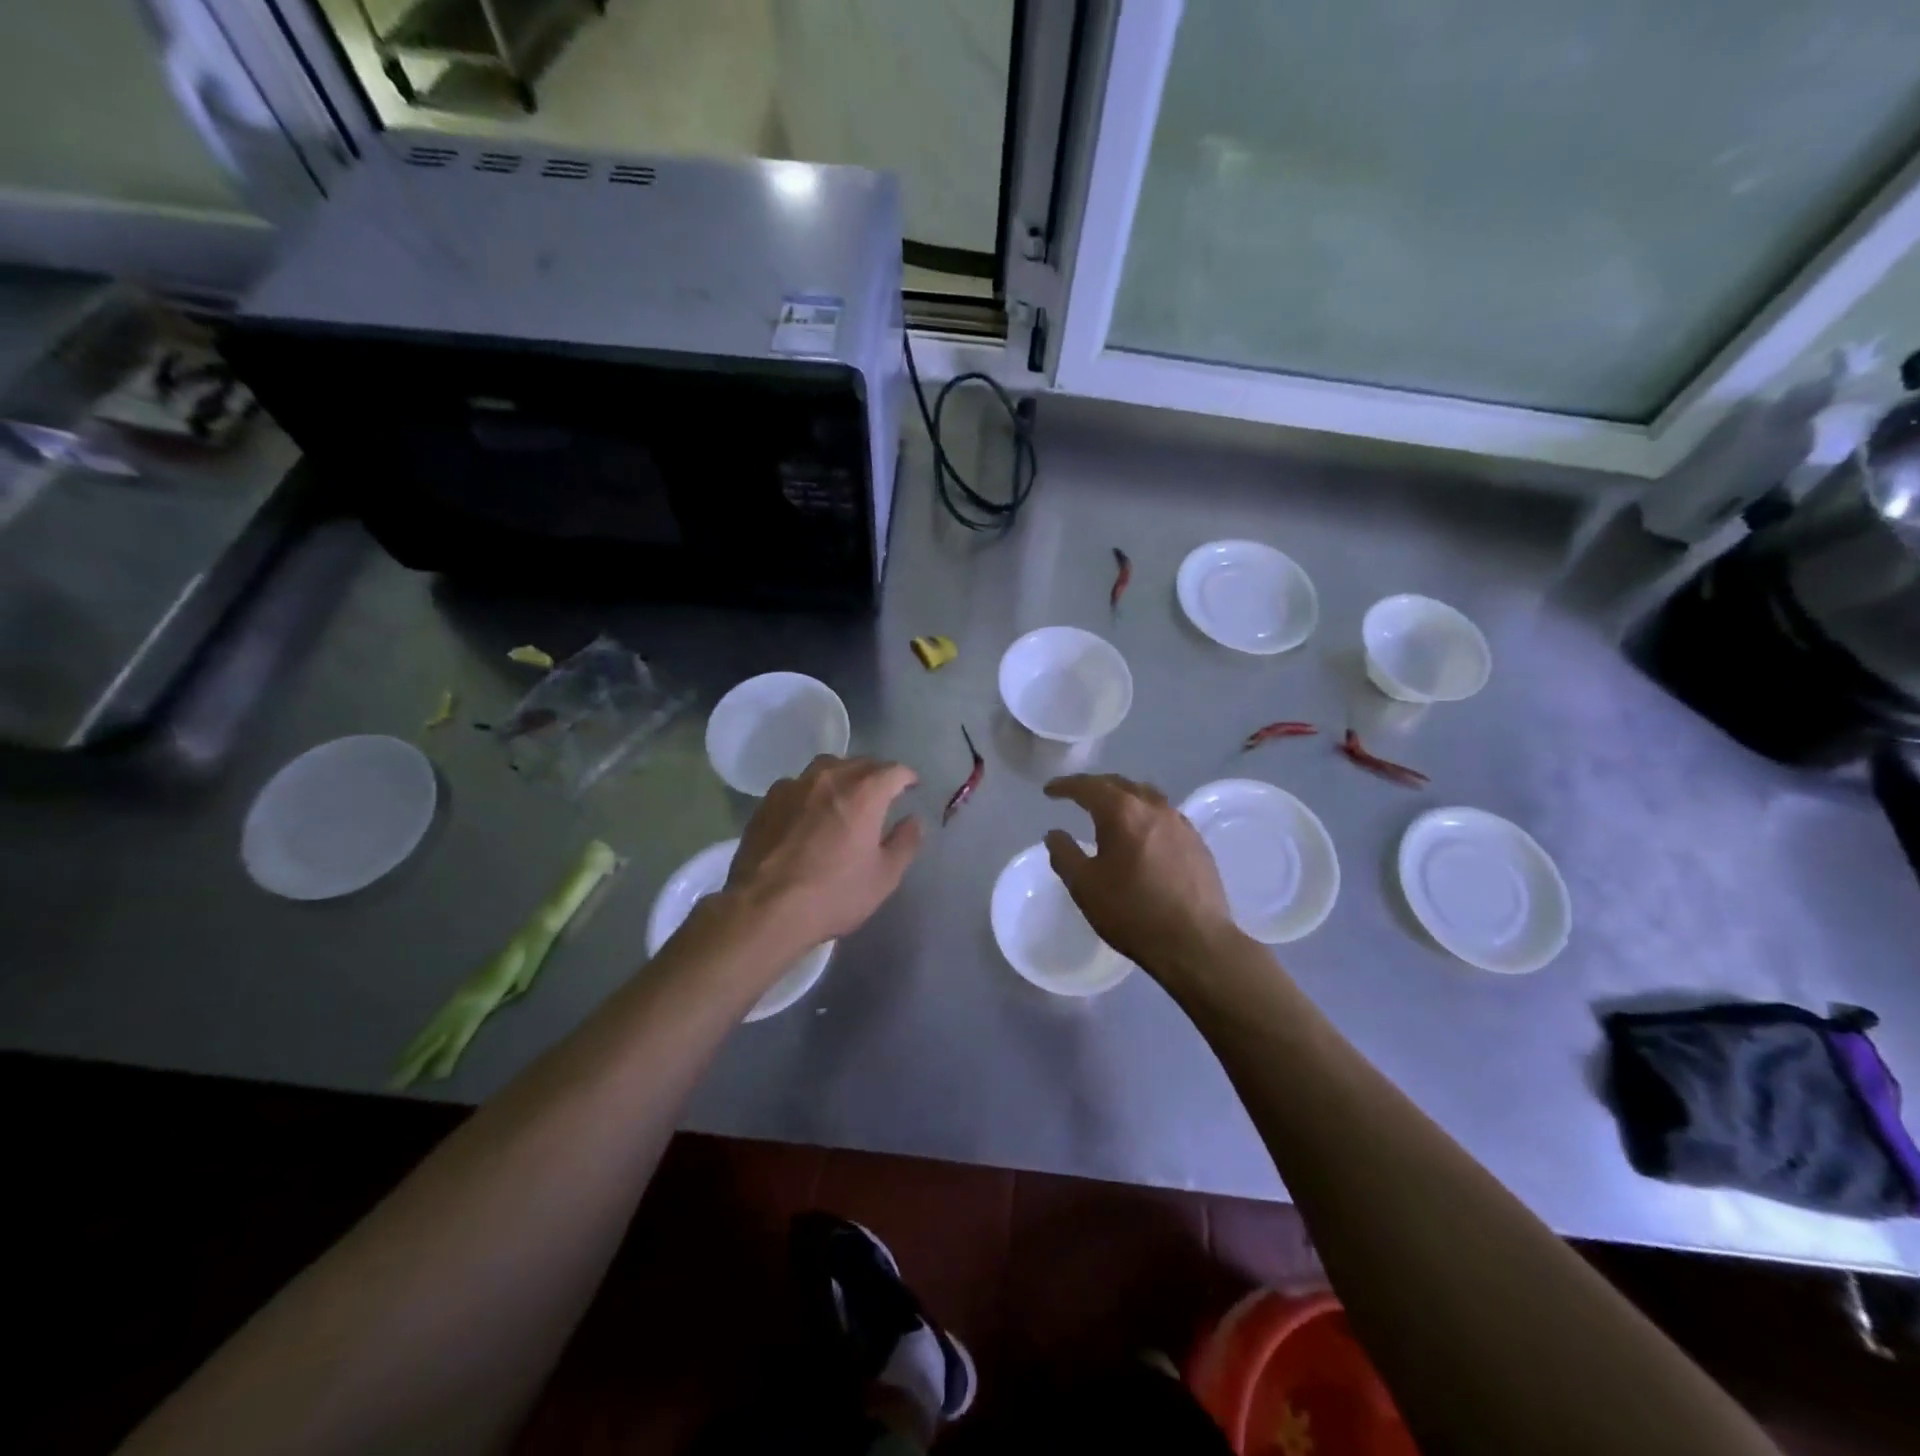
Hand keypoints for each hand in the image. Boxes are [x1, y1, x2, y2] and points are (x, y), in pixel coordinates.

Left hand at [722, 755, 922, 954]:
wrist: (764, 909)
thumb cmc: (833, 894)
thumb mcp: (884, 877)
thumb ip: (905, 842)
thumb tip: (912, 820)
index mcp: (865, 792)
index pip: (894, 770)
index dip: (907, 778)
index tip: (912, 788)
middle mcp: (830, 778)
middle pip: (860, 762)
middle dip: (876, 774)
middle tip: (882, 795)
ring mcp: (794, 786)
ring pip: (826, 768)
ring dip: (842, 776)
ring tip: (844, 797)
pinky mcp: (768, 801)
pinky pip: (797, 785)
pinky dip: (811, 792)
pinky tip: (808, 814)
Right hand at [1044, 773, 1239, 979]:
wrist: (1195, 942)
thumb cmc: (1132, 912)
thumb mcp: (1084, 887)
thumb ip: (1064, 855)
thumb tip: (1055, 834)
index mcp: (1122, 812)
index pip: (1088, 787)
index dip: (1066, 786)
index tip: (1049, 790)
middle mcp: (1153, 807)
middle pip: (1120, 784)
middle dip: (1095, 786)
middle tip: (1077, 795)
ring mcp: (1180, 823)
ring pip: (1146, 795)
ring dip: (1123, 796)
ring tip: (1110, 809)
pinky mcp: (1197, 842)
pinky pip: (1165, 815)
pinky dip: (1145, 814)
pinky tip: (1142, 833)